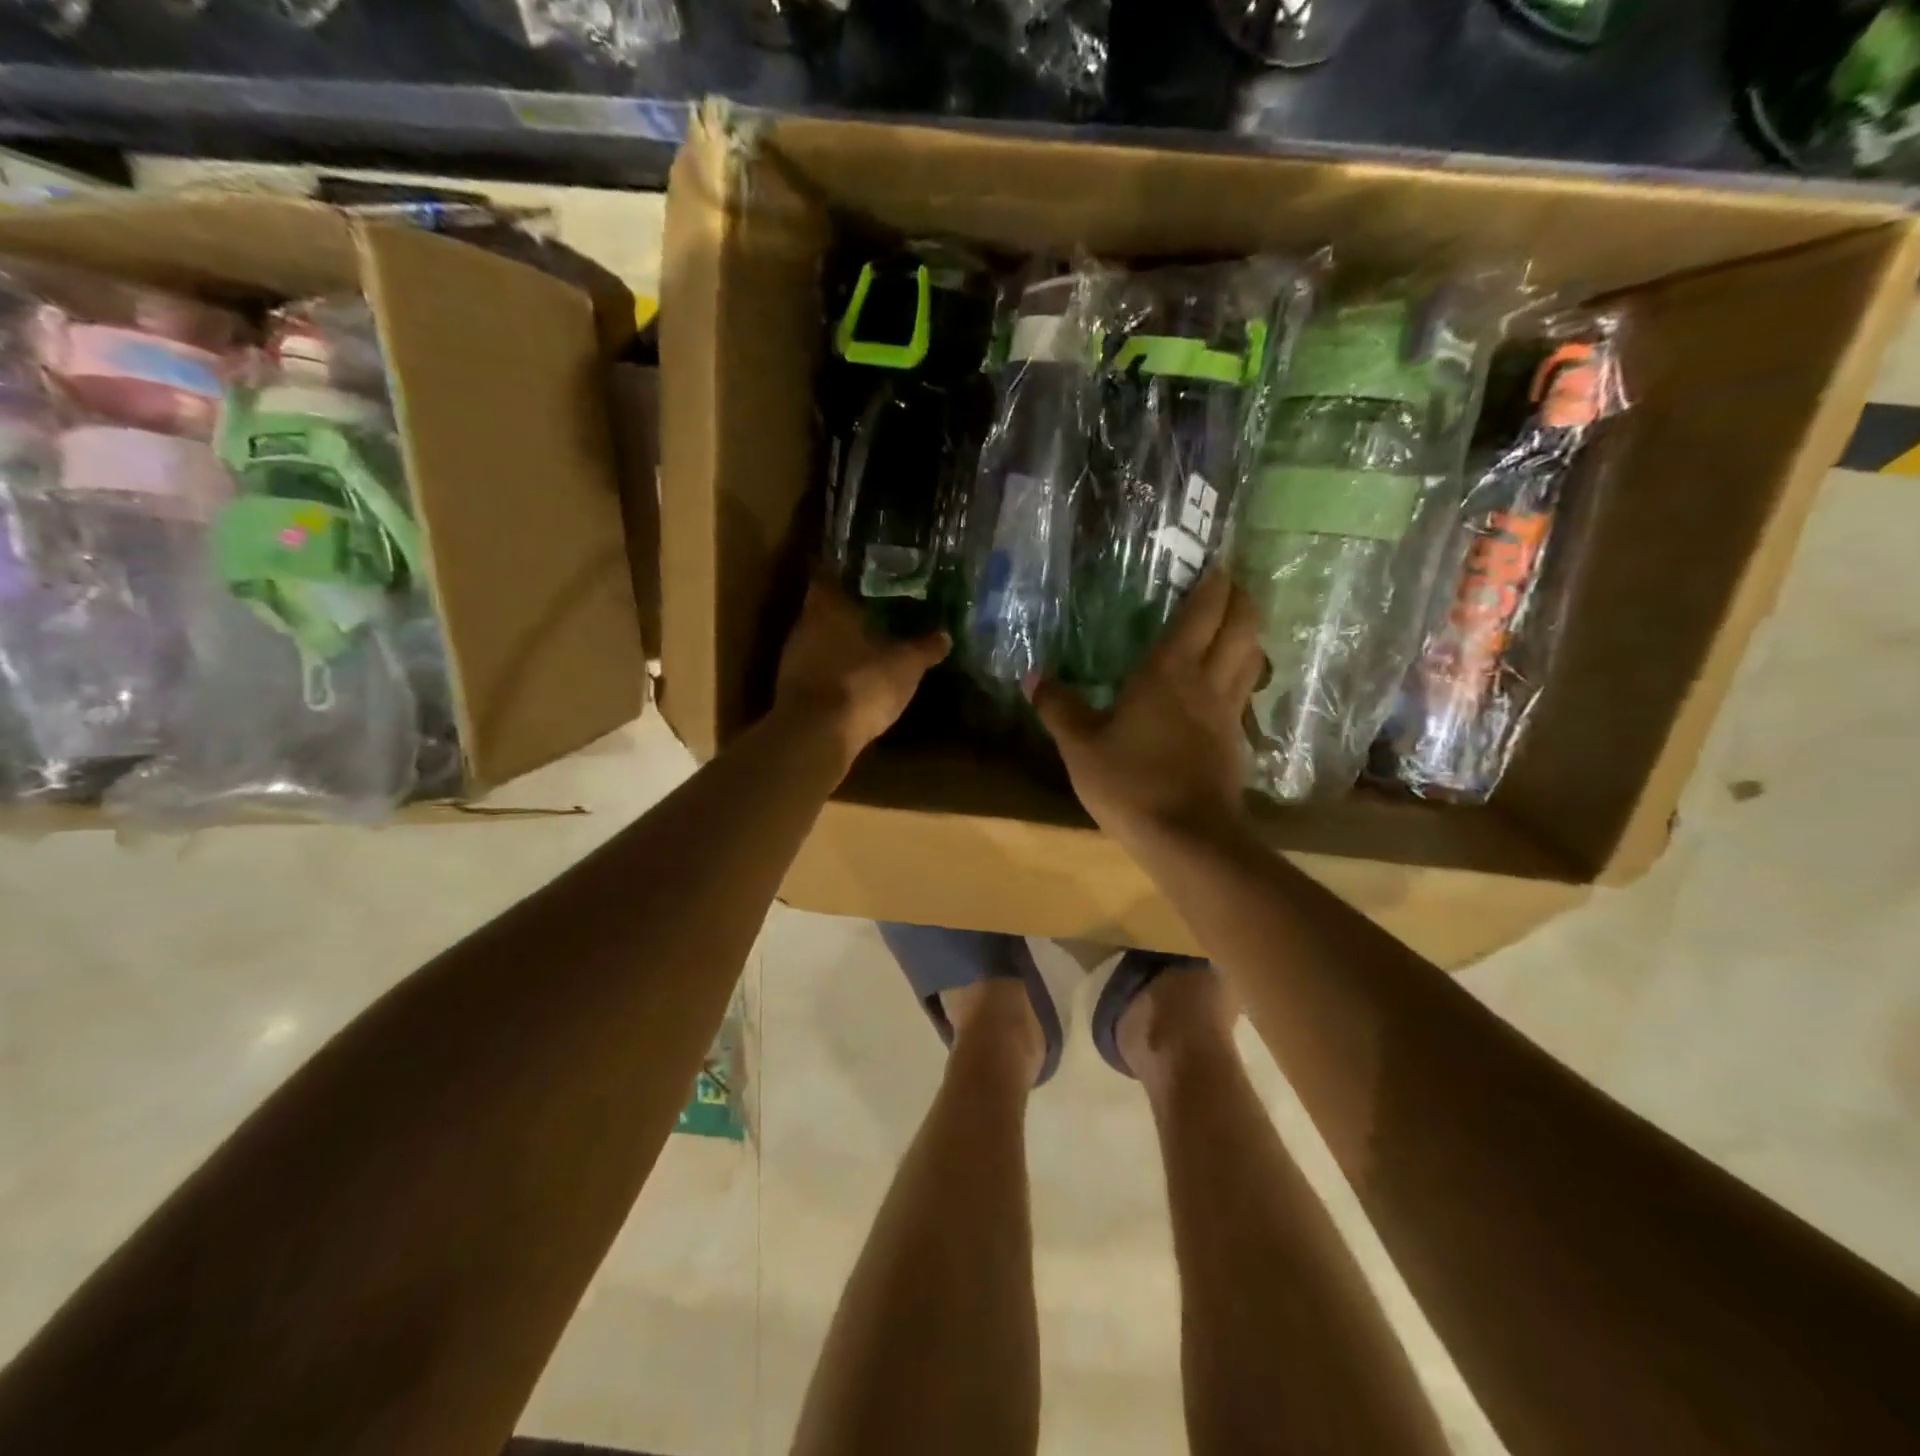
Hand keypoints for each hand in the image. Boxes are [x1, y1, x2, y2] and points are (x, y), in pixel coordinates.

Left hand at [775, 578, 950, 769]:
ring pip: (819, 640)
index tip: (867, 574)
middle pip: (824, 608)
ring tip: (869, 643)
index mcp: (827, 606)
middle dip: (848, 610)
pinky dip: (833, 670)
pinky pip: (816, 669)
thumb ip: (925, 648)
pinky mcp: (791, 690)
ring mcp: (793, 659)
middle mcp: (804, 625)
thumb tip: (945, 635)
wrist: (815, 736)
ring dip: (840, 642)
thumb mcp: (906, 665)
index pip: (829, 575)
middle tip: (876, 608)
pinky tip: (854, 677)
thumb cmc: (861, 684)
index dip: (847, 573)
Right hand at [1032, 568, 1263, 845]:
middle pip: (1242, 628)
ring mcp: (1227, 714)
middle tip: (1233, 584)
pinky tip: (1226, 687)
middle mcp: (1207, 683)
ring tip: (1236, 626)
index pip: (1202, 614)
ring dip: (1249, 635)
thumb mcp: (1080, 746)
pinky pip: (1244, 695)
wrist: (1187, 838)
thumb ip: (1059, 708)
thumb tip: (1032, 676)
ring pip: (1251, 660)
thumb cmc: (1130, 783)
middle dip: (1242, 600)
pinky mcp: (1235, 744)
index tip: (1218, 562)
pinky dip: (1242, 676)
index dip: (1214, 584)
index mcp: (1169, 672)